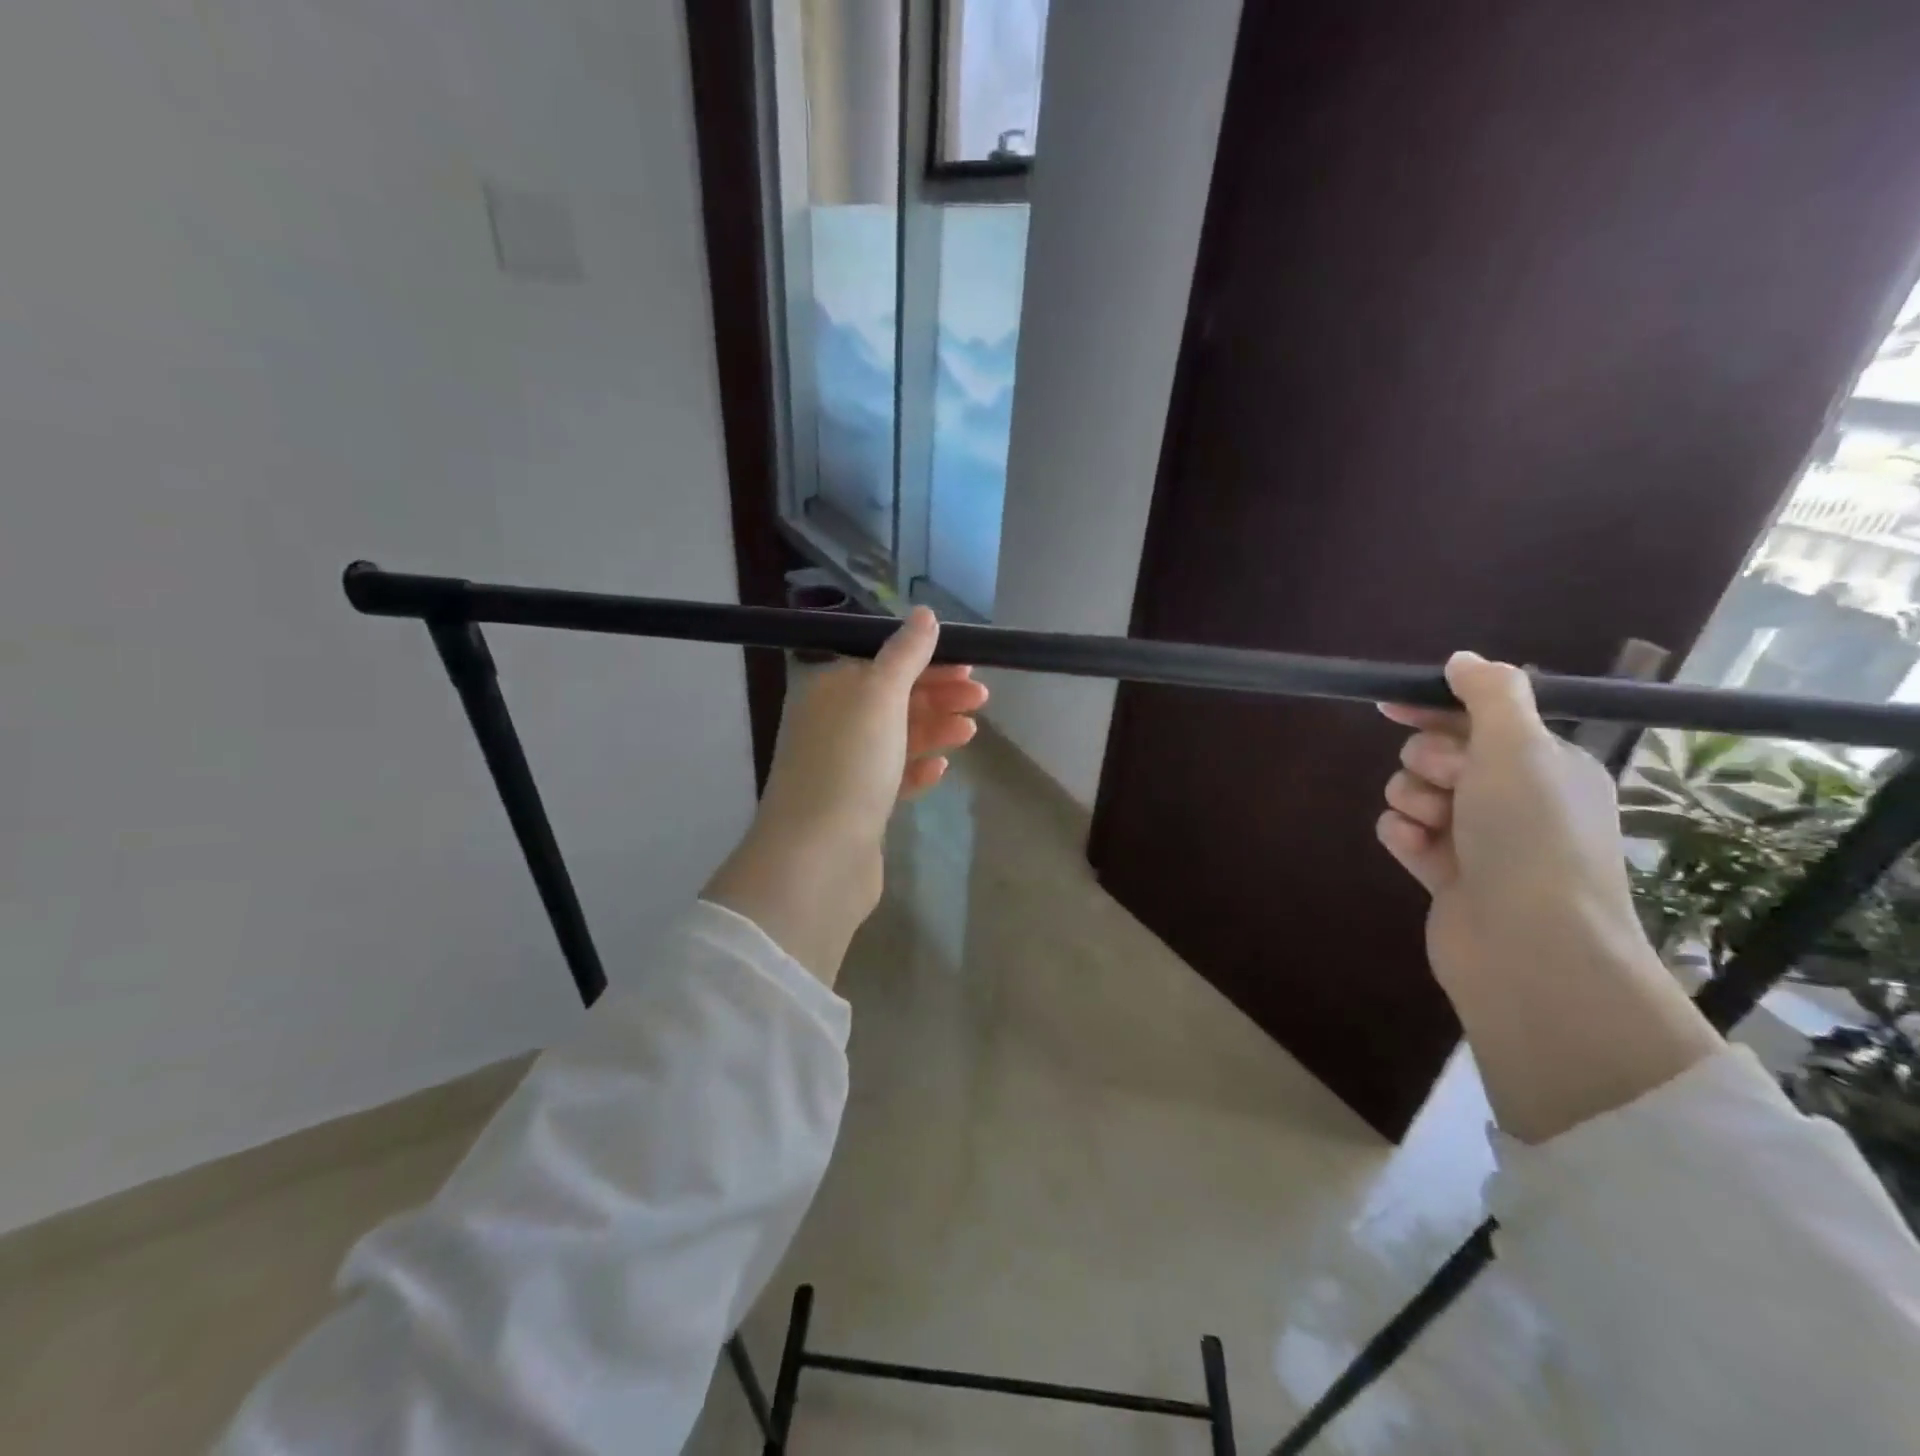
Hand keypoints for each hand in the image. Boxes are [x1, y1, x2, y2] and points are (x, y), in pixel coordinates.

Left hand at [704, 607, 986, 984]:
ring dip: (934, 728)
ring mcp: (842, 767)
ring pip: (896, 738)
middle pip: (891, 698)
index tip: (968, 663)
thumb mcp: (879, 696)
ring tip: (971, 730)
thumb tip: (924, 614)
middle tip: (981, 695)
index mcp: (828, 689)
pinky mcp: (856, 806)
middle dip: (937, 694)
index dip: (926, 660)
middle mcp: (830, 724)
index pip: (881, 661)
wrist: (818, 858)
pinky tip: (941, 768)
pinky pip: (891, 777)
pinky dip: (917, 768)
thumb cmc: (849, 764)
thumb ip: (905, 654)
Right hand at [1378, 652, 1718, 1141]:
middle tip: (1451, 783)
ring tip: (1433, 824)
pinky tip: (1417, 851)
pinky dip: (1405, 837)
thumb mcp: (1517, 746)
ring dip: (1413, 800)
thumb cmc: (1531, 833)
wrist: (1528, 942)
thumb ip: (1489, 694)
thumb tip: (1463, 658)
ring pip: (1416, 794)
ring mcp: (1479, 840)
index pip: (1482, 719)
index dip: (1437, 706)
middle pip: (1440, 755)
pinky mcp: (1447, 875)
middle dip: (1430, 762)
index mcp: (1545, 766)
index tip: (1392, 703)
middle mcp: (1515, 800)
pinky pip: (1405, 834)